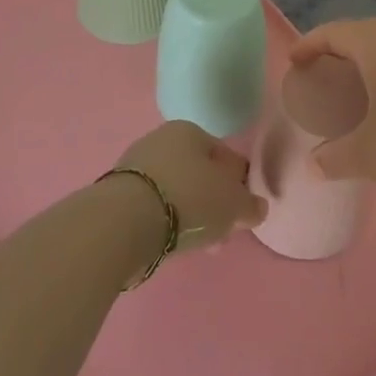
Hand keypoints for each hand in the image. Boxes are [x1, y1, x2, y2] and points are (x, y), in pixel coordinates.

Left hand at [115, 119, 266, 254]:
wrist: (125, 221)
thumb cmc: (188, 199)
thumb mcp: (233, 204)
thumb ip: (250, 205)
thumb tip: (257, 207)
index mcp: (190, 131)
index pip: (225, 156)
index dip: (239, 185)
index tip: (243, 212)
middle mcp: (161, 140)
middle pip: (199, 174)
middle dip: (214, 204)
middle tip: (222, 233)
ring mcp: (136, 166)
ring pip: (176, 192)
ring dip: (191, 215)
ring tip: (199, 245)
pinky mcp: (117, 194)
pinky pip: (154, 207)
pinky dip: (167, 222)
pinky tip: (172, 243)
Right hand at [288, 18, 375, 210]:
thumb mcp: (368, 156)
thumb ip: (334, 157)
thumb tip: (313, 165)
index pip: (335, 32)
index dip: (310, 44)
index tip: (295, 62)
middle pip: (365, 32)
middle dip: (340, 47)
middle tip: (323, 72)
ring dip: (370, 58)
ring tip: (357, 86)